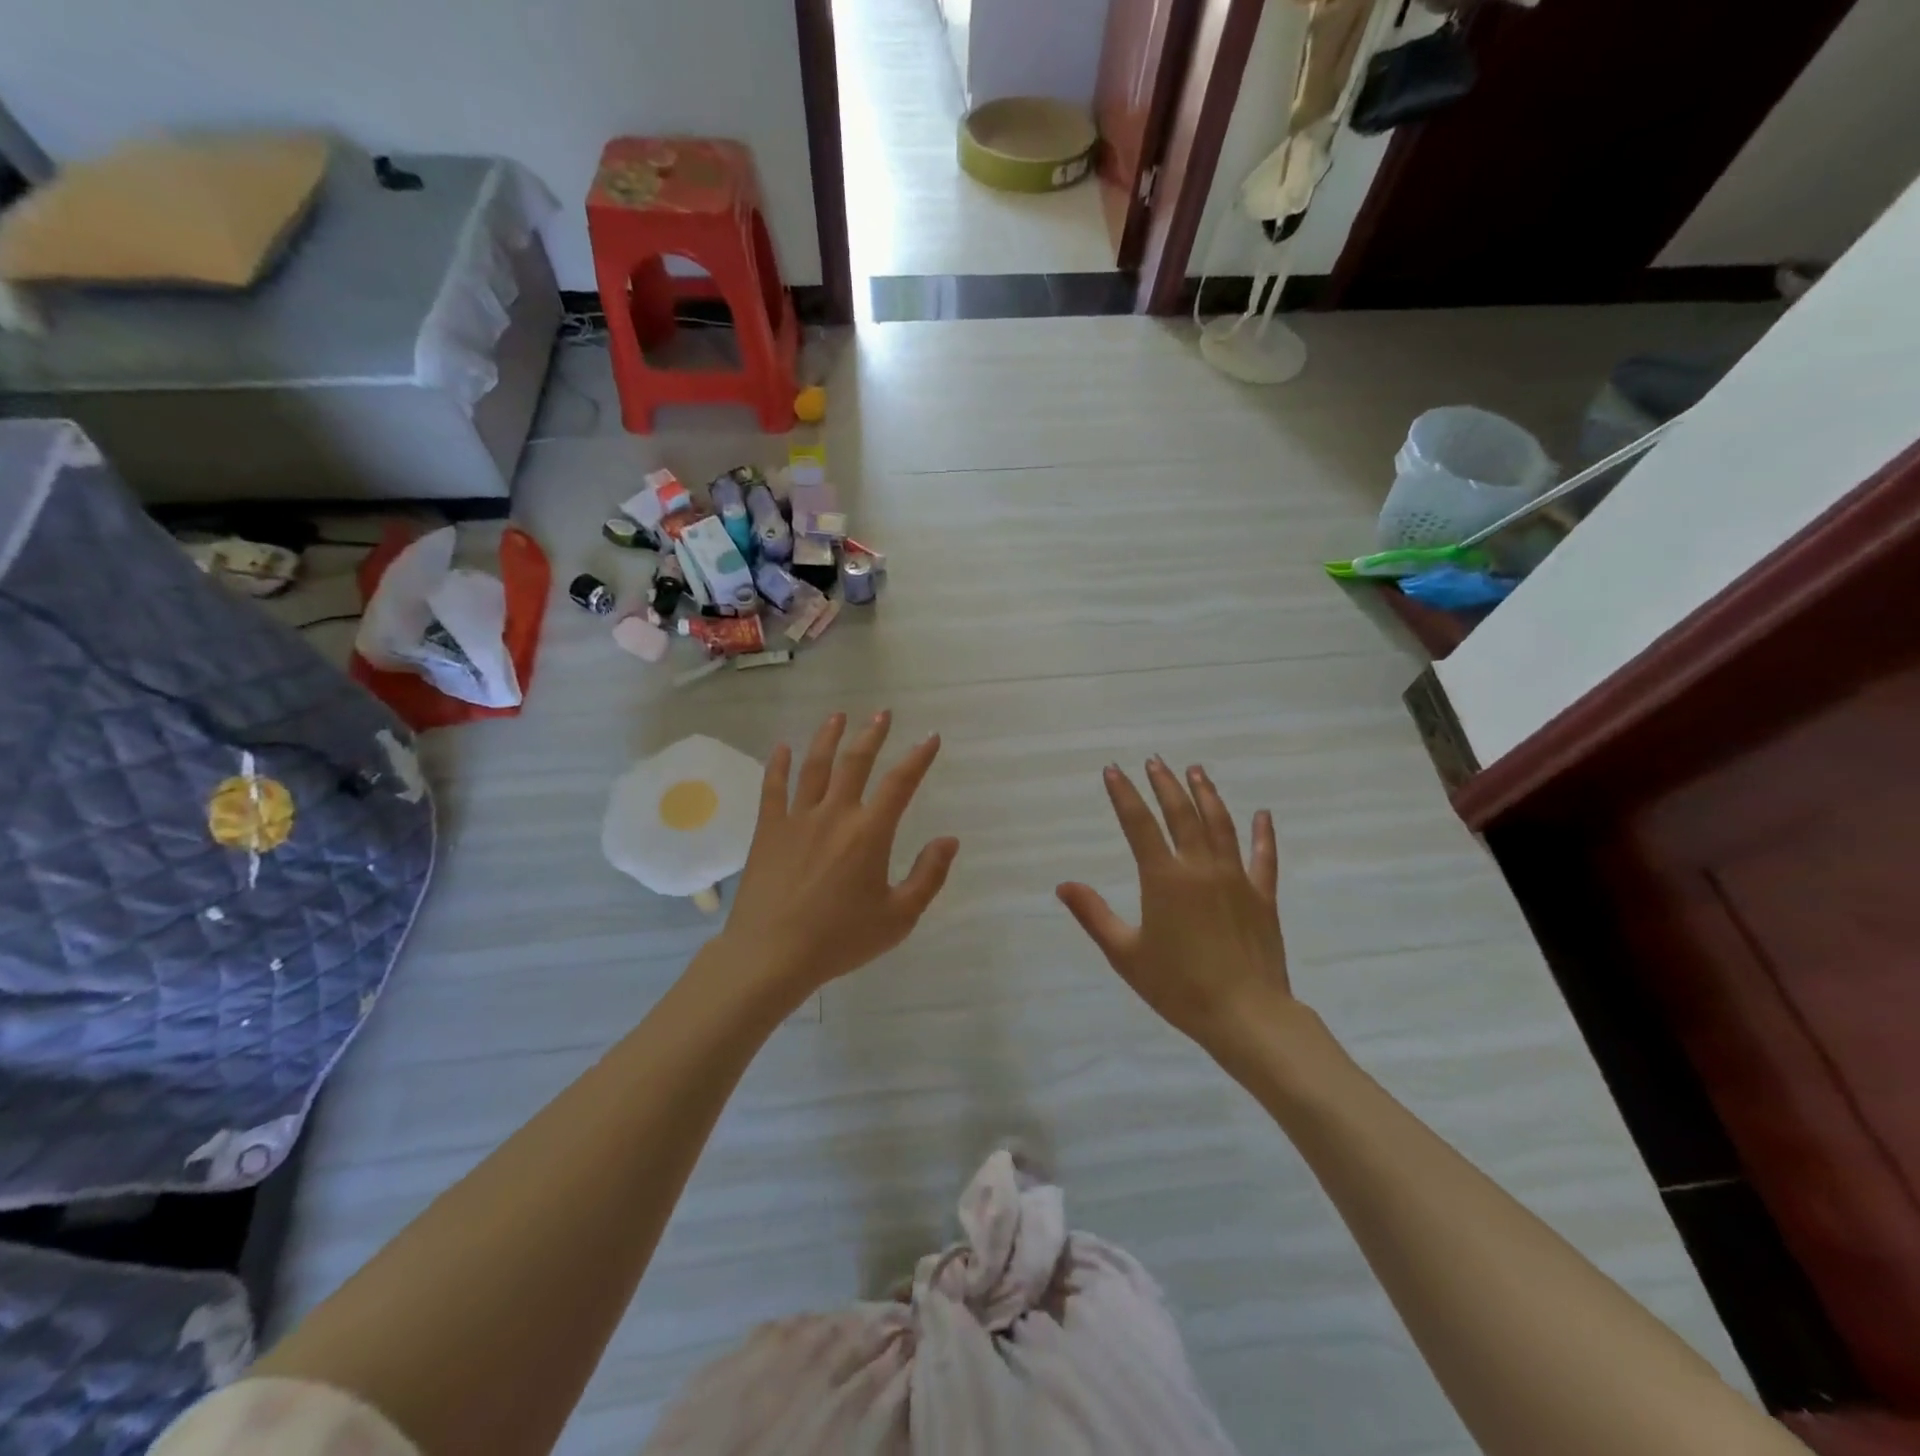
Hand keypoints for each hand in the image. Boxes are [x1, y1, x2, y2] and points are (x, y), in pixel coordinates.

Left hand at [721, 711, 958, 1002]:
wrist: (772, 955)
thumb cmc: (840, 939)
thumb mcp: (899, 917)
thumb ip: (928, 876)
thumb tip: (949, 840)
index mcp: (869, 833)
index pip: (900, 783)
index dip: (918, 757)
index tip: (930, 737)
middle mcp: (835, 814)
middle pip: (856, 762)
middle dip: (872, 734)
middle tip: (882, 713)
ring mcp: (797, 819)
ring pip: (815, 766)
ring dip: (828, 737)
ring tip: (837, 716)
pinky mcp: (768, 831)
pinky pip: (772, 788)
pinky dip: (778, 765)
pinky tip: (782, 747)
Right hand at [1057, 758, 1294, 1057]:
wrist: (1246, 1014)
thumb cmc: (1179, 986)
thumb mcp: (1125, 954)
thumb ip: (1094, 915)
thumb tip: (1063, 885)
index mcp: (1164, 879)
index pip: (1138, 825)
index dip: (1124, 795)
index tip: (1113, 770)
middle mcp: (1200, 867)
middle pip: (1181, 814)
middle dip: (1165, 784)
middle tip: (1154, 761)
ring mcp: (1236, 878)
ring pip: (1220, 824)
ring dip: (1207, 794)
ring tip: (1196, 770)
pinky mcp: (1263, 895)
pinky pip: (1264, 857)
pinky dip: (1263, 833)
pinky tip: (1263, 814)